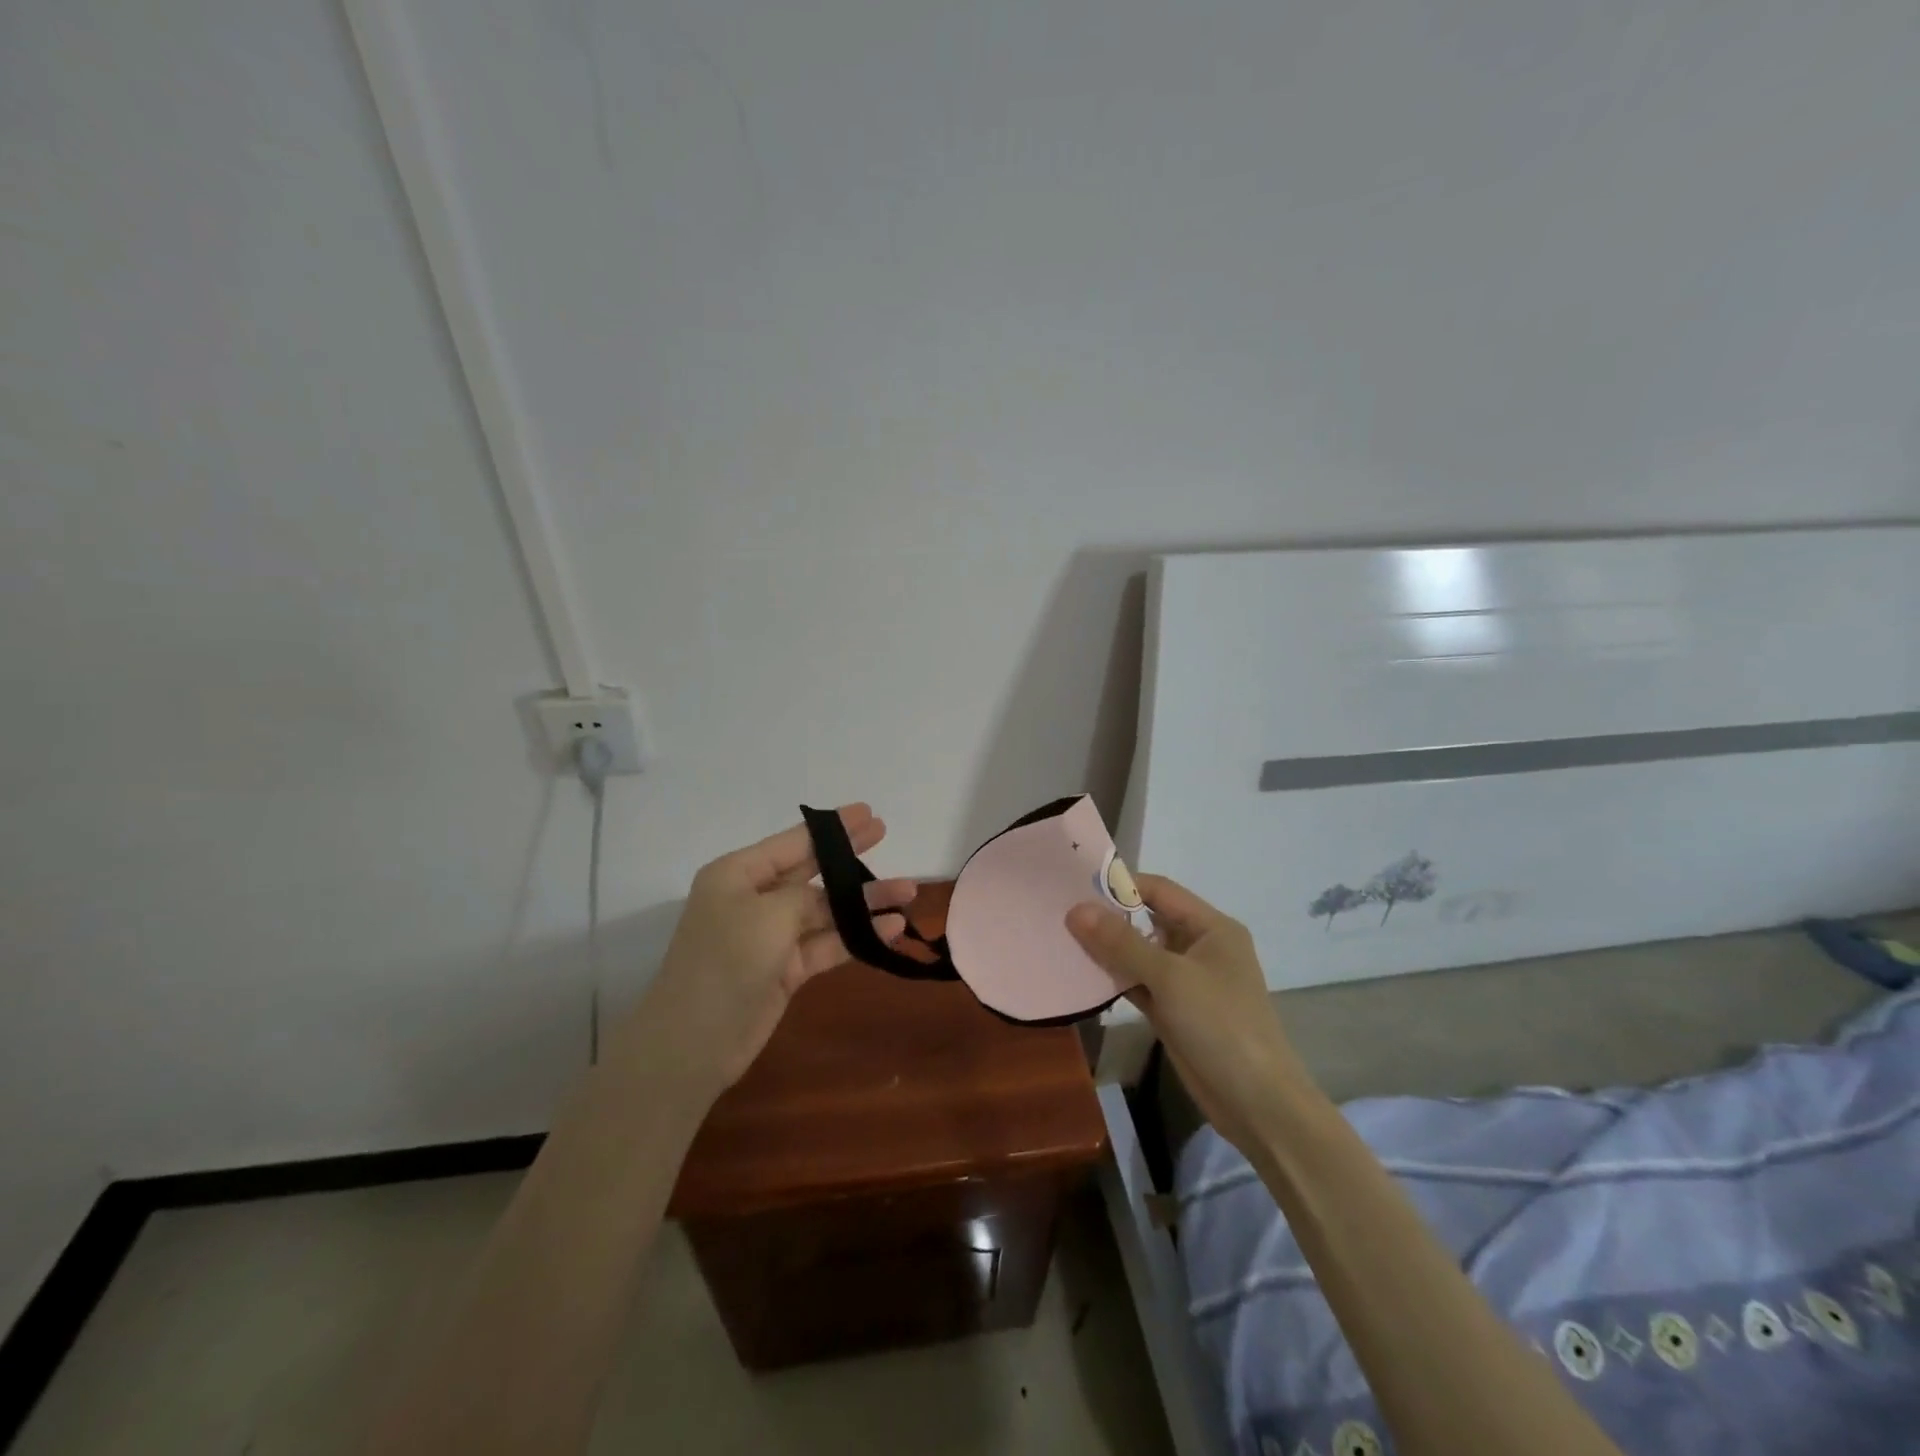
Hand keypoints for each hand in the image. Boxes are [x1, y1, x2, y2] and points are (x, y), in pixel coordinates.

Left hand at [623, 804, 916, 1096]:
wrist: (693, 1043)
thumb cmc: (726, 961)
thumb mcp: (769, 914)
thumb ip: (805, 897)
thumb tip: (829, 901)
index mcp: (738, 874)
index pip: (793, 842)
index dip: (833, 828)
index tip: (868, 812)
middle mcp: (754, 899)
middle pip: (812, 871)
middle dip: (849, 857)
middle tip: (885, 833)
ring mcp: (771, 936)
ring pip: (826, 910)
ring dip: (864, 901)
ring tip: (908, 891)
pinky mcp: (785, 969)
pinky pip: (827, 943)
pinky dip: (857, 935)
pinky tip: (891, 927)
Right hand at [1067, 874, 1314, 1153]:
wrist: (1256, 1103)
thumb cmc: (1220, 1025)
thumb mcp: (1170, 977)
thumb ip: (1121, 943)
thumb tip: (1075, 909)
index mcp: (1211, 927)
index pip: (1160, 891)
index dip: (1121, 885)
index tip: (1076, 885)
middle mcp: (1199, 947)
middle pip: (1148, 920)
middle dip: (1109, 917)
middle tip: (1062, 913)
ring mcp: (1186, 981)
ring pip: (1140, 954)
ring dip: (1108, 950)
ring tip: (1063, 939)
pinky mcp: (1174, 1010)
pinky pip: (1138, 983)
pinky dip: (1115, 979)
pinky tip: (1082, 975)